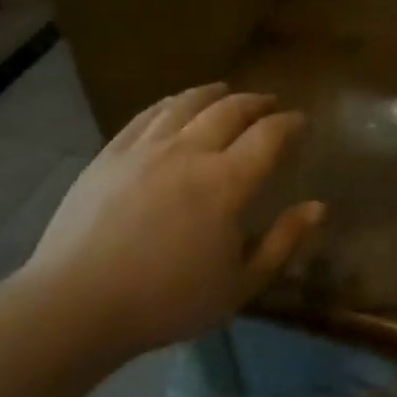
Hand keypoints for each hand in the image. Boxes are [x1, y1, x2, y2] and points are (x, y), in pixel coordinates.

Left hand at [17, 84, 321, 354]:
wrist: (79, 304)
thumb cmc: (168, 301)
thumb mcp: (240, 284)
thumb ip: (282, 241)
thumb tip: (317, 206)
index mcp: (227, 182)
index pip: (268, 135)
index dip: (289, 123)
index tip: (300, 120)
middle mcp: (190, 151)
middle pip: (230, 110)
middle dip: (256, 102)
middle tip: (269, 103)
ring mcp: (146, 147)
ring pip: (187, 103)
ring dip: (214, 94)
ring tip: (226, 92)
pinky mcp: (111, 153)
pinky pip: (148, 114)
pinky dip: (171, 103)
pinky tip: (176, 105)